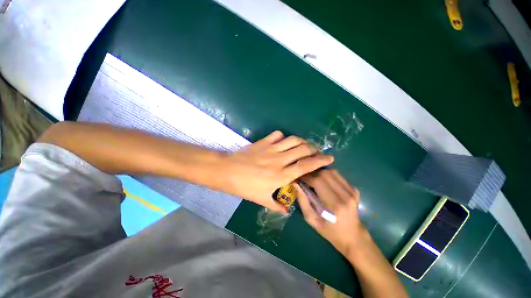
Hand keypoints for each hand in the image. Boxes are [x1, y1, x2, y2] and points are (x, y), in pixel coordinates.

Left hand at [221, 131, 333, 212]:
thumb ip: (276, 205)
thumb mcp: (261, 199)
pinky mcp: (264, 142)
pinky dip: (284, 137)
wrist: (227, 171)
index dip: (320, 161)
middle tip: (317, 152)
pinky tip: (284, 141)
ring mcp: (272, 149)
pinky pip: (278, 135)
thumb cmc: (245, 187)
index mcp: (282, 175)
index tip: (329, 158)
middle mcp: (280, 160)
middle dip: (314, 149)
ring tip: (304, 146)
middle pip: (303, 150)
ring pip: (293, 140)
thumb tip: (287, 211)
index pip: (306, 166)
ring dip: (302, 141)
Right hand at [295, 169, 365, 256]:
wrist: (353, 236)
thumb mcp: (311, 219)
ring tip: (312, 177)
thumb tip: (295, 184)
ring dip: (320, 172)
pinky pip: (338, 176)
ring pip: (332, 172)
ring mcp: (352, 191)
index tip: (299, 178)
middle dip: (312, 173)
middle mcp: (345, 196)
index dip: (306, 177)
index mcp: (334, 205)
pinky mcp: (354, 189)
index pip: (318, 182)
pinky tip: (323, 180)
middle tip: (305, 177)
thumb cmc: (329, 231)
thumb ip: (302, 201)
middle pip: (325, 174)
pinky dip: (328, 175)